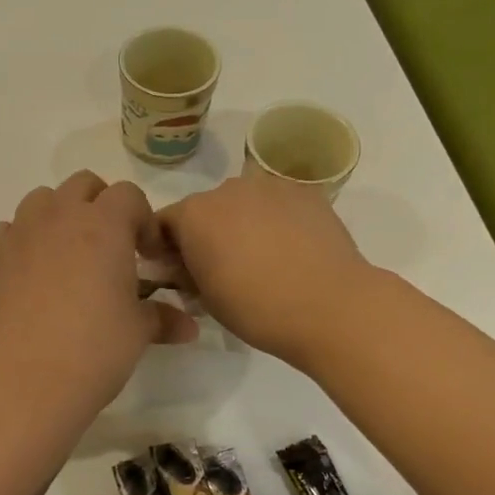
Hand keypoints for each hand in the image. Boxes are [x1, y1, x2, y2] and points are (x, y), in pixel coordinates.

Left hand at [0, 172, 197, 421]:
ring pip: (42, 199)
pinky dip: (22, 240)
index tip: (145, 254)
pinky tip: (30, 273)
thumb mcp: (138, 332)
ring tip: (67, 254)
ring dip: (58, 215)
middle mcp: (61, 216)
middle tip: (108, 247)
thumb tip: (188, 327)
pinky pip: (8, 230)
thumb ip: (162, 318)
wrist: (26, 378)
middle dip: (100, 205)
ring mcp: (21, 231)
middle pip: (83, 184)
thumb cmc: (95, 348)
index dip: (142, 219)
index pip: (129, 194)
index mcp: (105, 225)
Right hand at [153, 174, 371, 367]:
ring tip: (265, 257)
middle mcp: (226, 189)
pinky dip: (278, 219)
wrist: (331, 306)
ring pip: (244, 202)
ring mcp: (269, 185)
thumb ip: (186, 273)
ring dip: (244, 222)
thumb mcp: (205, 299)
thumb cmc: (257, 309)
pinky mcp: (305, 191)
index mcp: (193, 214)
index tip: (180, 272)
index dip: (167, 248)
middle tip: (226, 267)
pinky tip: (294, 248)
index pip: (163, 223)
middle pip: (206, 208)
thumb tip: (186, 265)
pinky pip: (279, 203)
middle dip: (209, 232)